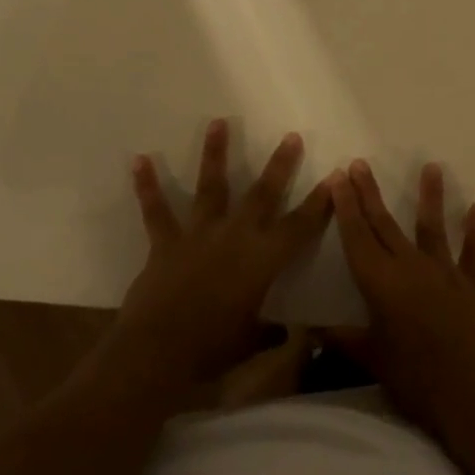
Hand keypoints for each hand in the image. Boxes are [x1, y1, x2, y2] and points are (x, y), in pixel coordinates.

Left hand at [110, 120, 333, 388]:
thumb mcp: (250, 343)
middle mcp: (235, 237)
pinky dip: (147, 185)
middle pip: (263, 194)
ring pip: (211, 186)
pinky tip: (140, 159)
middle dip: (280, 165)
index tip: (333, 177)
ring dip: (215, 153)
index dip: (319, 204)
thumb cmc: (211, 351)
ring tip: (218, 121)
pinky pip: (156, 210)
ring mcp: (199, 235)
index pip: (299, 227)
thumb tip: (290, 333)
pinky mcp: (166, 242)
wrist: (158, 353)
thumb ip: (270, 332)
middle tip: (291, 136)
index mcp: (262, 261)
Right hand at [329, 159, 474, 433]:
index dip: (346, 205)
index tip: (338, 177)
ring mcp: (444, 273)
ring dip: (429, 196)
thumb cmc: (413, 378)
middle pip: (384, 224)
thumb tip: (310, 330)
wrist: (471, 394)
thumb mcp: (371, 359)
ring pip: (432, 227)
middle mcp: (410, 266)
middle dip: (369, 193)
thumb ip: (342, 339)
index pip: (357, 235)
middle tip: (360, 164)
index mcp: (380, 282)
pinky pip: (474, 253)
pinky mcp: (473, 285)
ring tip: (430, 166)